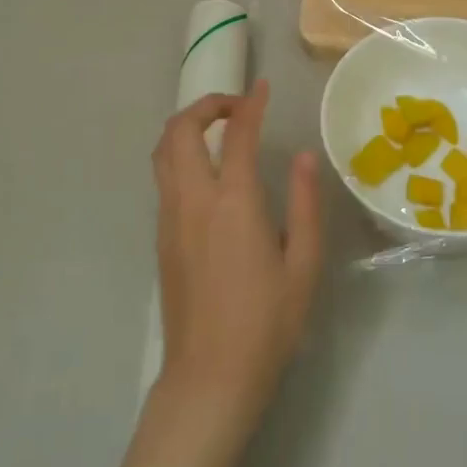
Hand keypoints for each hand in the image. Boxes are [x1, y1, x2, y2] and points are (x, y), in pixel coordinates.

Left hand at [152, 80, 321, 433]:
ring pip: (162, 152)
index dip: (251, 103)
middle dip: (206, 105)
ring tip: (220, 131)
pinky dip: (180, 154)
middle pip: (180, 130)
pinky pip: (164, 177)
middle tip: (237, 108)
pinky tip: (209, 173)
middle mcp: (193, 200)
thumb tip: (304, 158)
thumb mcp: (303, 265)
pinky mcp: (161, 237)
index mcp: (233, 203)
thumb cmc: (266, 323)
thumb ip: (305, 205)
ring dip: (186, 127)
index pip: (237, 134)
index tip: (264, 88)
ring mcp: (170, 218)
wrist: (209, 378)